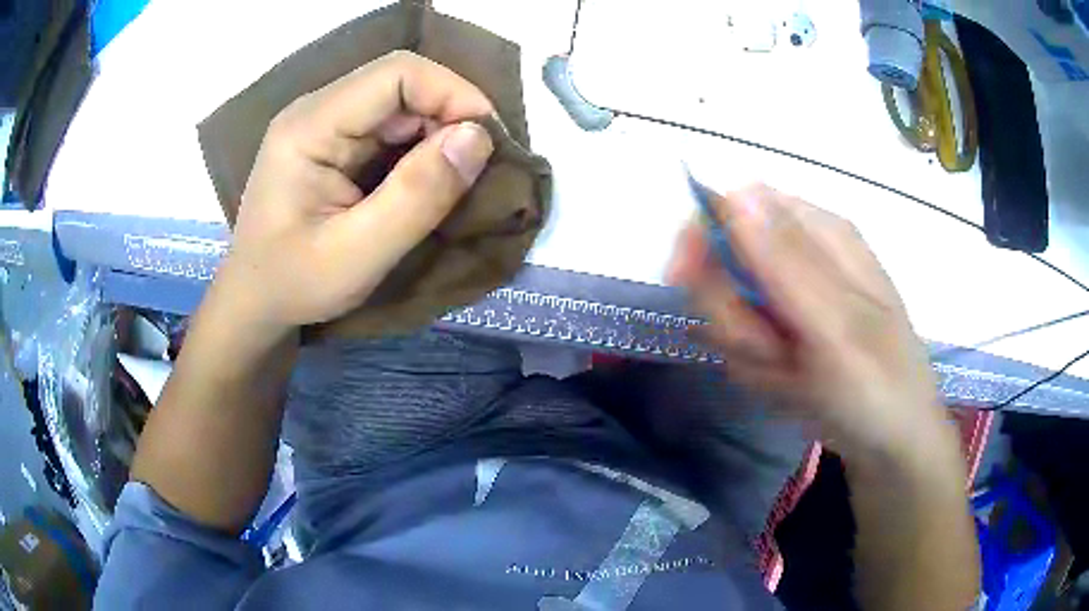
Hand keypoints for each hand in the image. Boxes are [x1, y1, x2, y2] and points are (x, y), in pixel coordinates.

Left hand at [216, 51, 495, 332]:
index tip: (489, 140)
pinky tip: (430, 180)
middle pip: (401, 84)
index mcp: (310, 127)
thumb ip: (417, 196)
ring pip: (401, 103)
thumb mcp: (358, 255)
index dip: (453, 93)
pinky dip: (421, 148)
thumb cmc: (295, 284)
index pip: (396, 74)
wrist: (255, 301)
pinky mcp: (334, 142)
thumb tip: (479, 138)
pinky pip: (391, 127)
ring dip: (439, 133)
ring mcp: (324, 124)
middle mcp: (317, 111)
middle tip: (479, 167)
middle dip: (450, 116)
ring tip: (459, 178)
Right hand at [668, 184, 946, 458]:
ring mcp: (790, 298)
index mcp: (820, 233)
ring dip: (746, 350)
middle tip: (770, 351)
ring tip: (790, 374)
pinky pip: (740, 344)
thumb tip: (735, 192)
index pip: (737, 205)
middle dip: (734, 315)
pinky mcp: (782, 334)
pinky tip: (787, 385)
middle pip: (724, 263)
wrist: (890, 444)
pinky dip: (755, 370)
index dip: (704, 237)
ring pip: (728, 310)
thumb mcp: (837, 327)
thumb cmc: (877, 386)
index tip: (686, 280)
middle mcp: (802, 257)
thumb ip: (788, 262)